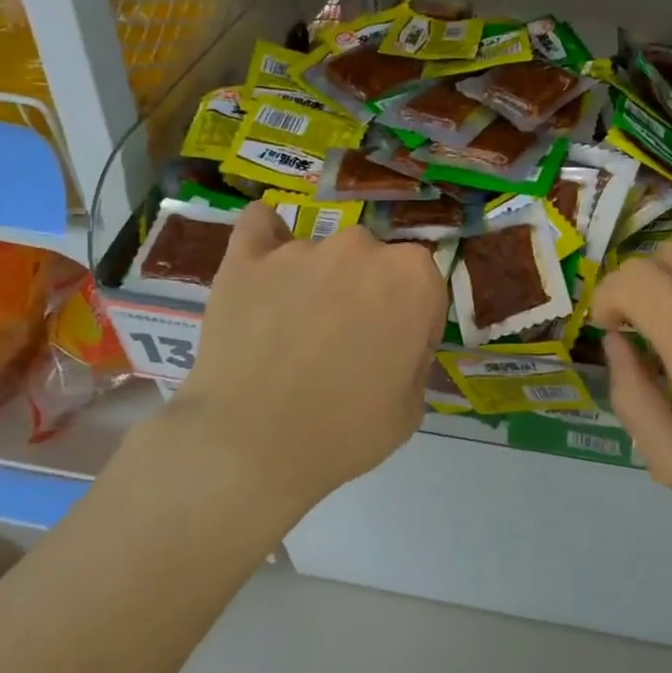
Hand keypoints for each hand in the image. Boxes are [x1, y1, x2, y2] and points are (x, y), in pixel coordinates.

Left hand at [160, 204, 446, 520]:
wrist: (252, 446)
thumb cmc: (346, 431)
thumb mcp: (411, 407)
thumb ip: (414, 358)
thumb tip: (397, 344)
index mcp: (413, 277)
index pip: (425, 287)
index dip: (414, 322)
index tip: (396, 354)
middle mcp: (362, 248)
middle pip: (374, 263)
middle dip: (368, 296)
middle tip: (348, 344)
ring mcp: (301, 249)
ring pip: (322, 255)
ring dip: (319, 283)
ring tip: (295, 333)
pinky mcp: (246, 259)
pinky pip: (260, 225)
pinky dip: (267, 238)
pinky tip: (267, 262)